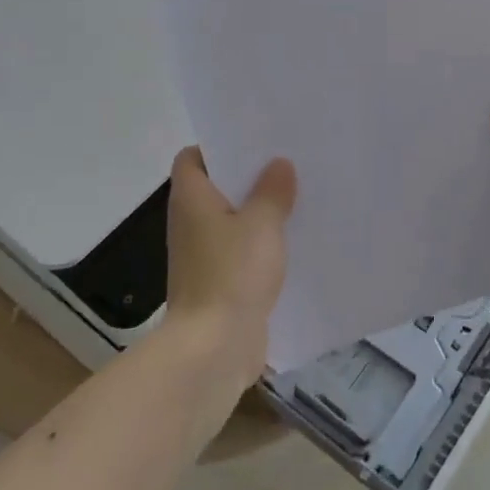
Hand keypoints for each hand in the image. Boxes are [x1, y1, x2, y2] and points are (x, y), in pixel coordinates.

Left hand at [164, 146, 295, 389]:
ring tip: (298, 197)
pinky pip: (240, 251)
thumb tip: (278, 164)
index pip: (192, 158)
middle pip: (216, 187)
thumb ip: (272, 191)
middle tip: (288, 164)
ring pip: (232, 221)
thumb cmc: (232, 274)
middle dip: (249, 177)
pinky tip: (294, 242)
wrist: (214, 347)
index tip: (254, 141)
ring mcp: (203, 255)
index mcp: (191, 199)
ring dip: (258, 212)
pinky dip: (261, 244)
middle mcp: (190, 222)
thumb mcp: (261, 224)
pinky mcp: (219, 282)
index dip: (218, 146)